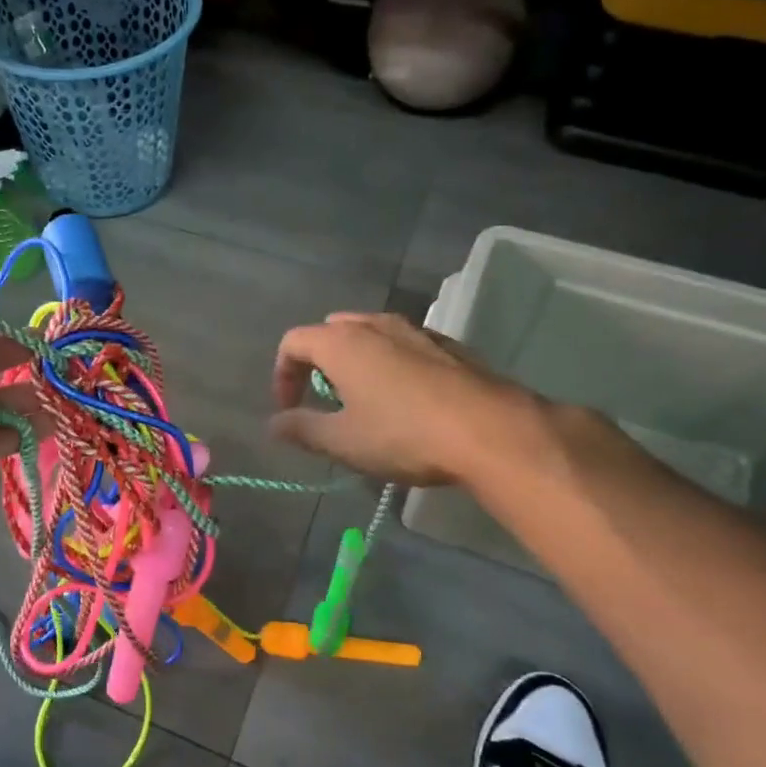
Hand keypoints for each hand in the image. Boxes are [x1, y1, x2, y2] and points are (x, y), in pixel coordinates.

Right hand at [268, 311, 540, 486]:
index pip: (293, 342)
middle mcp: (375, 325)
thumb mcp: (342, 441)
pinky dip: (390, 364)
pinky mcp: (448, 346)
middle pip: (331, 331)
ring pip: (370, 335)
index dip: (282, 375)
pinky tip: (406, 401)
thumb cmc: (403, 435)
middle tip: (325, 401)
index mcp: (341, 342)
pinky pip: (403, 346)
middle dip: (318, 363)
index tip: (289, 409)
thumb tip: (274, 424)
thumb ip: (301, 429)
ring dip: (355, 362)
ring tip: (364, 401)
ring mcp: (415, 331)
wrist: (491, 432)